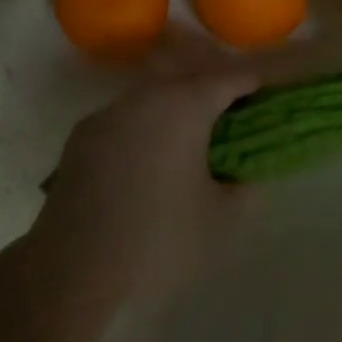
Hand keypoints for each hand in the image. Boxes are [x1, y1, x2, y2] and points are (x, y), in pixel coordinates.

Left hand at [30, 62, 258, 303]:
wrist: (73, 266)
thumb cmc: (158, 239)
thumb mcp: (222, 220)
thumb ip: (244, 188)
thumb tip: (245, 175)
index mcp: (184, 106)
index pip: (229, 79)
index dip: (252, 81)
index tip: (267, 87)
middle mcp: (146, 97)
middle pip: (188, 75)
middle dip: (213, 84)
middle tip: (233, 106)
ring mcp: (110, 112)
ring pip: (153, 93)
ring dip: (177, 103)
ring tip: (191, 132)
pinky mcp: (83, 134)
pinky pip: (126, 116)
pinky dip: (146, 124)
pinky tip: (149, 155)